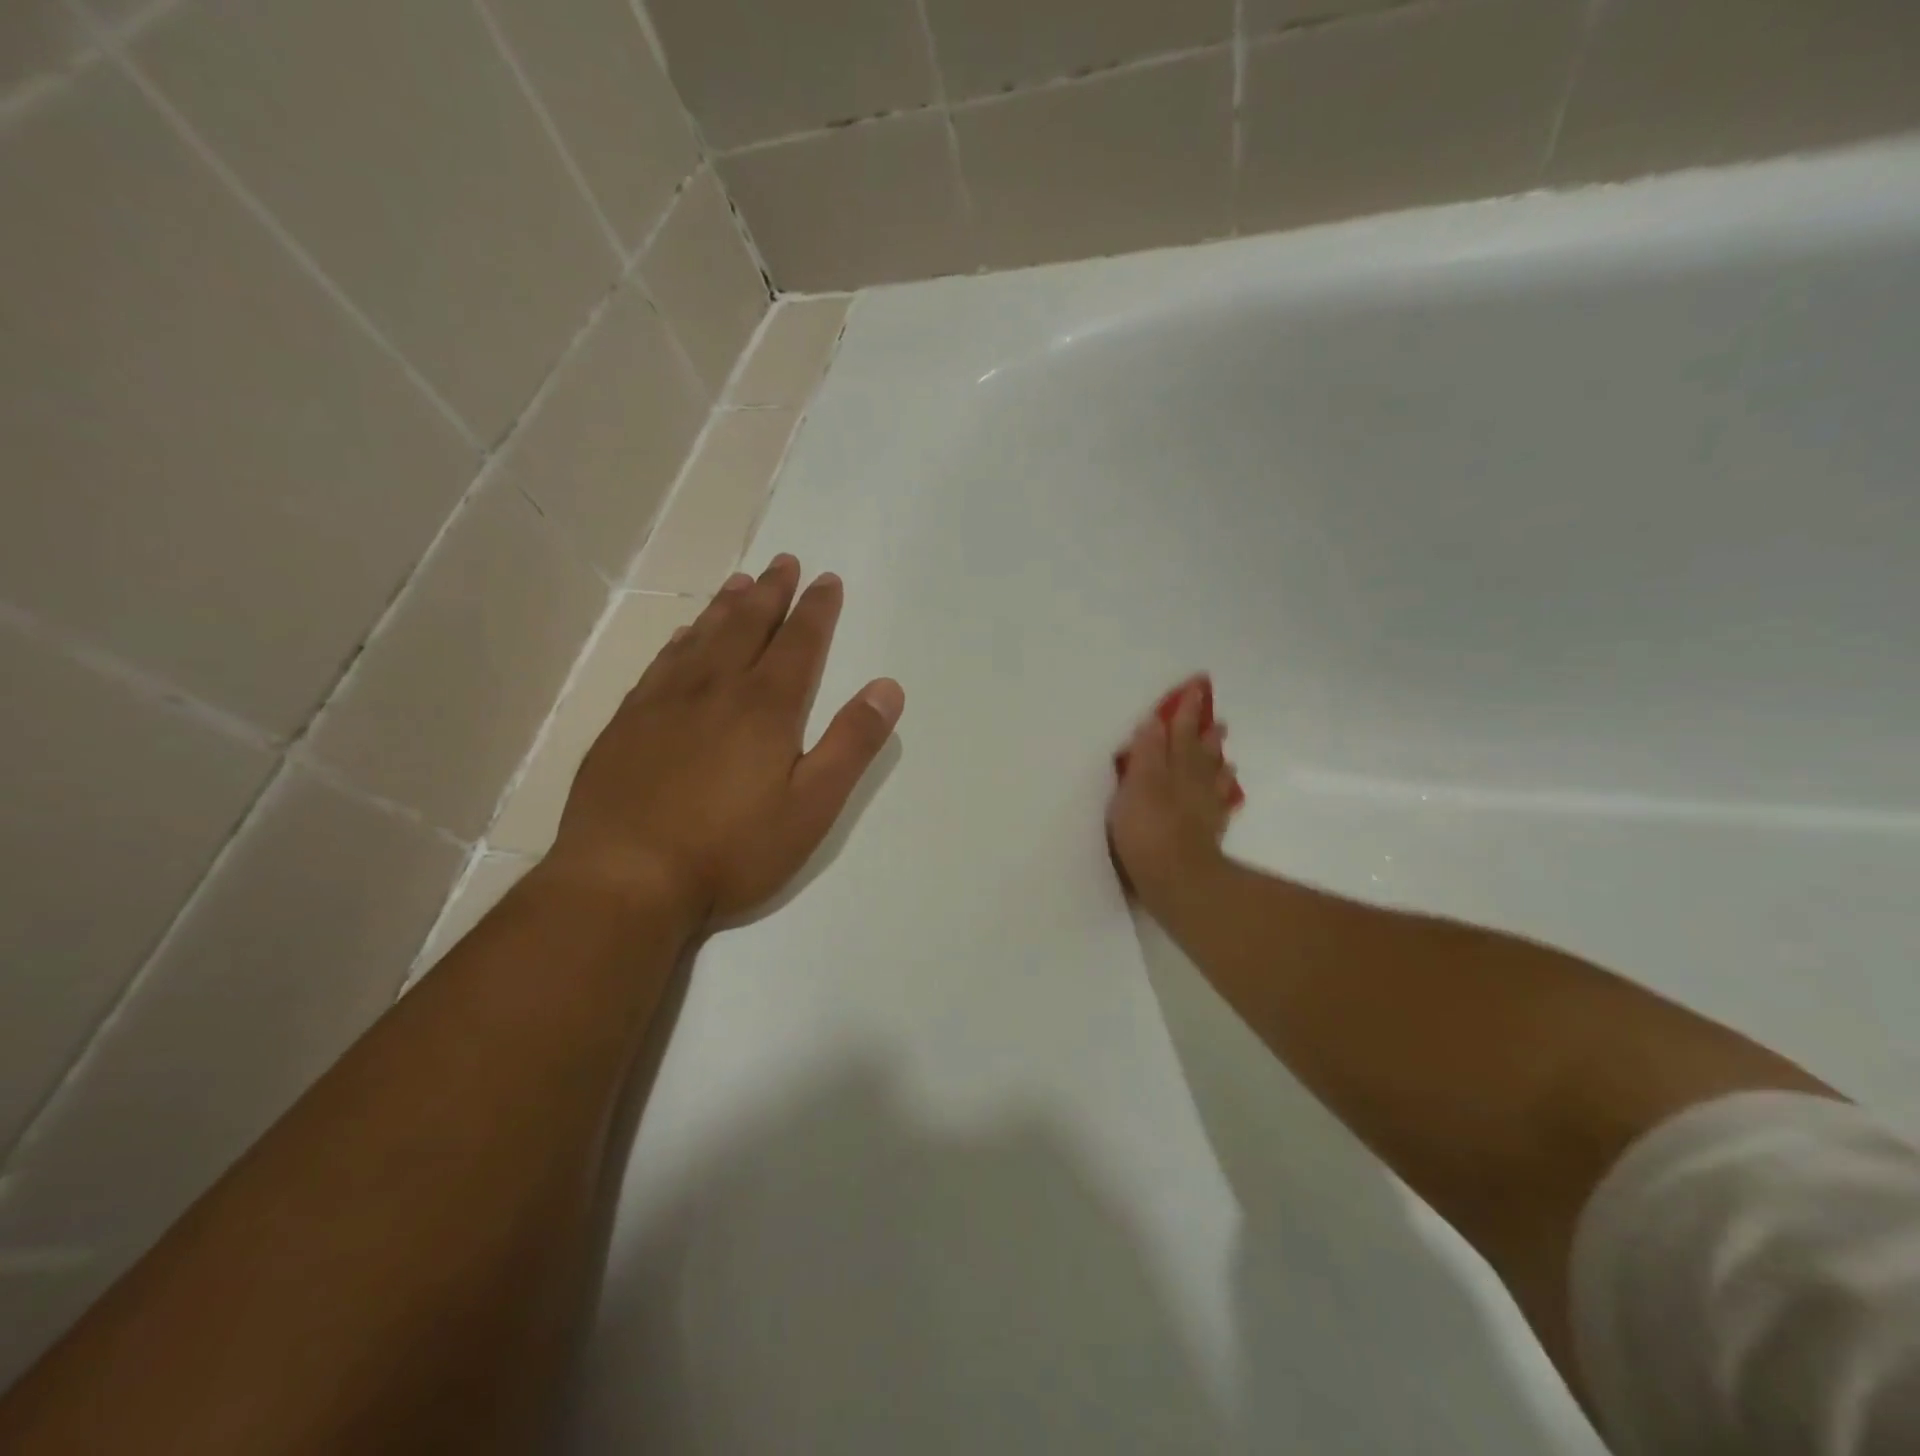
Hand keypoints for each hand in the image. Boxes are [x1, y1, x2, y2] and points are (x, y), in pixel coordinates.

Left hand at [547, 556, 904, 924]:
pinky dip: (682, 639)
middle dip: (772, 592)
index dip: (817, 609)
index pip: (800, 642)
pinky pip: (662, 662)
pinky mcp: (628, 722)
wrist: (625, 877)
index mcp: (766, 706)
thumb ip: (851, 744)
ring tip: (742, 581)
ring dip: (727, 606)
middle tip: (784, 561)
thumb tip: (887, 687)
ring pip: (703, 636)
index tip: (827, 580)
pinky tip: (685, 634)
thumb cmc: (731, 849)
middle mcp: (716, 688)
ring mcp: (665, 702)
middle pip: (749, 625)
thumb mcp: (811, 806)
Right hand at [1107, 678, 1235, 910]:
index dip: (1185, 709)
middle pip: (1199, 750)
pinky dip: (1223, 791)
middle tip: (1214, 716)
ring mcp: (1203, 806)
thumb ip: (1147, 752)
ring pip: (1212, 774)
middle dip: (1203, 731)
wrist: (1176, 877)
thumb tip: (1154, 721)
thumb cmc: (1146, 828)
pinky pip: (1219, 803)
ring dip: (1216, 757)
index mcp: (1170, 766)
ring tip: (1222, 746)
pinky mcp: (1208, 832)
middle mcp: (1191, 780)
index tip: (1195, 686)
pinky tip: (1225, 788)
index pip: (1177, 730)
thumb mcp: (1137, 784)